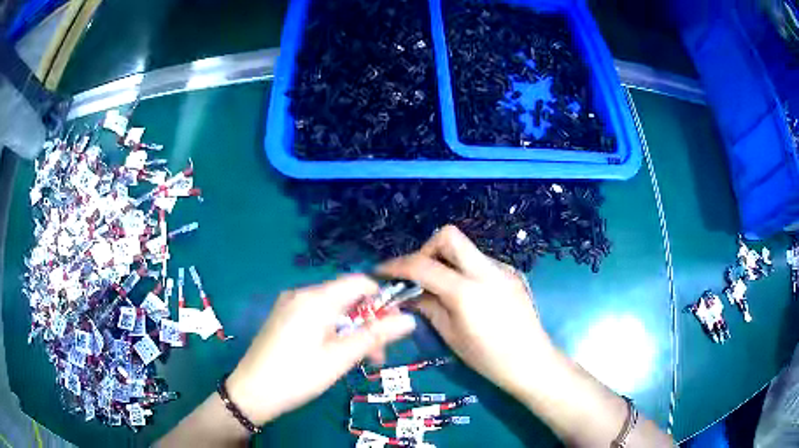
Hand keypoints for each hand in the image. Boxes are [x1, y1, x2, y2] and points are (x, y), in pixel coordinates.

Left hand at [225, 275, 415, 424]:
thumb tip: (410, 319)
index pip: (360, 282)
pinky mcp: (283, 317)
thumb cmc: (298, 375)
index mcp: (315, 298)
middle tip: (376, 355)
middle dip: (367, 321)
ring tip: (358, 359)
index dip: (381, 300)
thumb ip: (375, 336)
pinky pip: (316, 315)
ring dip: (351, 329)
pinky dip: (332, 330)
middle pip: (346, 296)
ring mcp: (289, 305)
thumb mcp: (340, 358)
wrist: (251, 392)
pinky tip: (333, 353)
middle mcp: (301, 293)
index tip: (391, 328)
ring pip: (332, 308)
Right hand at [378, 225, 553, 399]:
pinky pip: (480, 262)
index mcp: (467, 291)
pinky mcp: (511, 274)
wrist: (532, 362)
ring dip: (446, 261)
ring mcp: (502, 269)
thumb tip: (408, 294)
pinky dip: (464, 270)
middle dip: (427, 249)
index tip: (383, 271)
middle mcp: (486, 271)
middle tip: (418, 274)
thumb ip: (427, 307)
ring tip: (440, 288)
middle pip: (449, 236)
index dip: (397, 265)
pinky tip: (466, 295)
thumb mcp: (451, 335)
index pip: (423, 265)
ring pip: (466, 249)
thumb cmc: (489, 358)